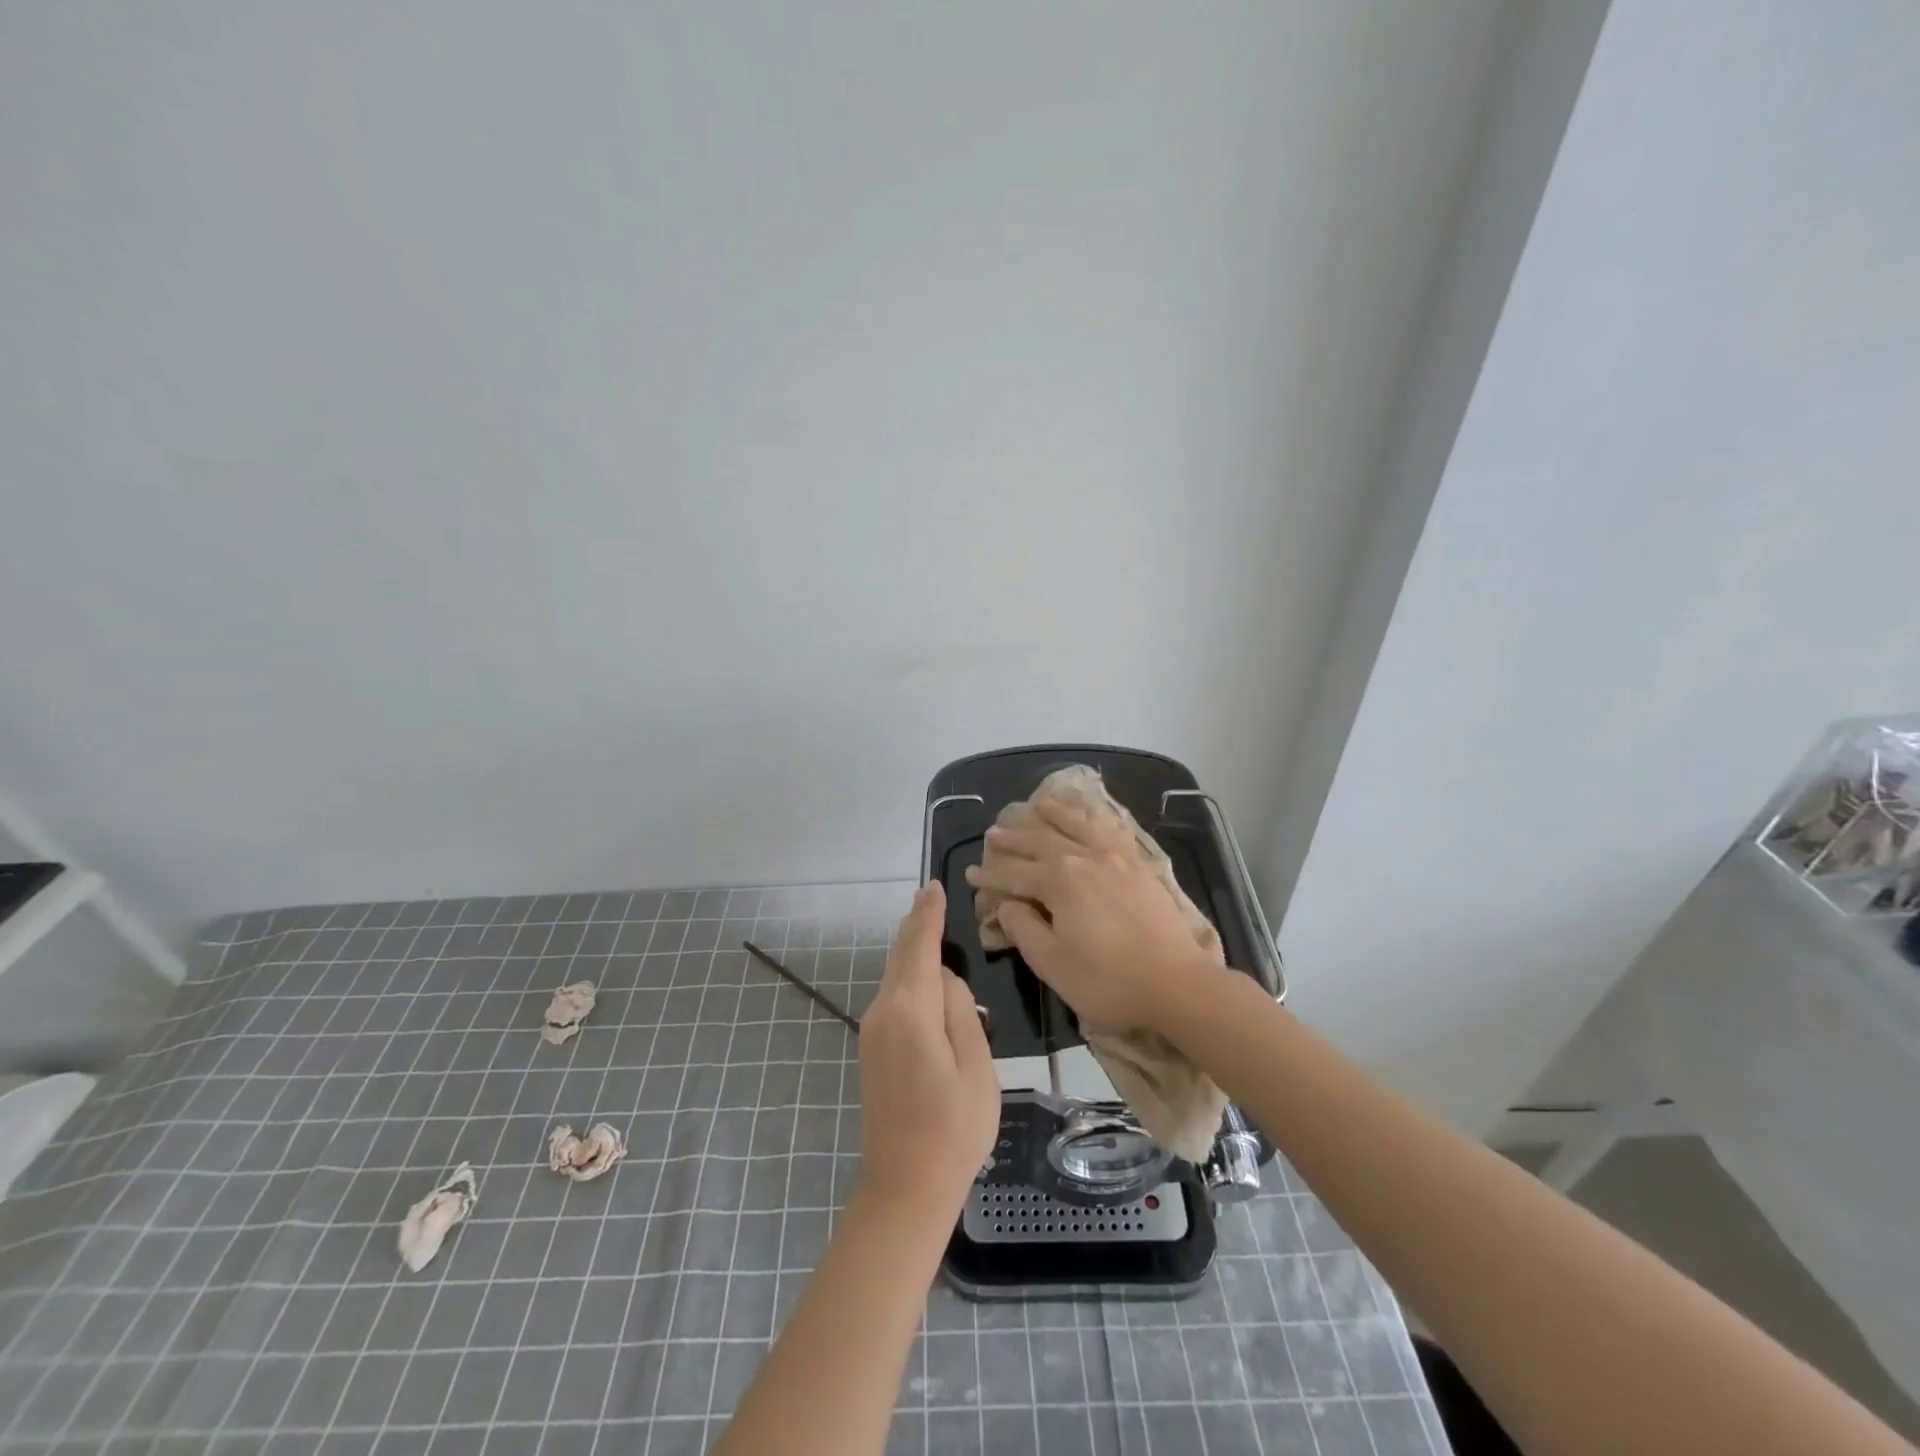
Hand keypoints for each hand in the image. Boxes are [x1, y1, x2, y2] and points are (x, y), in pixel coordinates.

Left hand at [855, 881, 999, 1218]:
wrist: (904, 1187)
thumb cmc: (954, 1128)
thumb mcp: (976, 1066)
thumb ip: (961, 1011)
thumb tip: (945, 979)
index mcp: (910, 1010)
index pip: (918, 946)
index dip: (928, 915)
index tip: (934, 886)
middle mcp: (883, 1011)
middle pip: (900, 955)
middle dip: (916, 924)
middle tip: (931, 895)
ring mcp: (872, 1031)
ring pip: (894, 974)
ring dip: (911, 948)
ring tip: (930, 924)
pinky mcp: (872, 1048)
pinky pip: (892, 995)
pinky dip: (906, 973)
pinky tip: (921, 973)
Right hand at [964, 796, 1218, 1029]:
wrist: (1178, 984)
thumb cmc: (1108, 981)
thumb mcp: (1052, 963)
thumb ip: (1024, 928)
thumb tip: (1007, 905)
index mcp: (1059, 880)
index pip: (1014, 873)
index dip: (990, 874)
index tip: (971, 873)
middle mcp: (1084, 857)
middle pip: (1040, 841)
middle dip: (1013, 838)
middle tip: (992, 834)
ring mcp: (1115, 857)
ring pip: (1076, 826)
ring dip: (1052, 814)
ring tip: (1036, 804)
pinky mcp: (1139, 864)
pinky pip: (1108, 830)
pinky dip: (1092, 818)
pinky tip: (1087, 817)